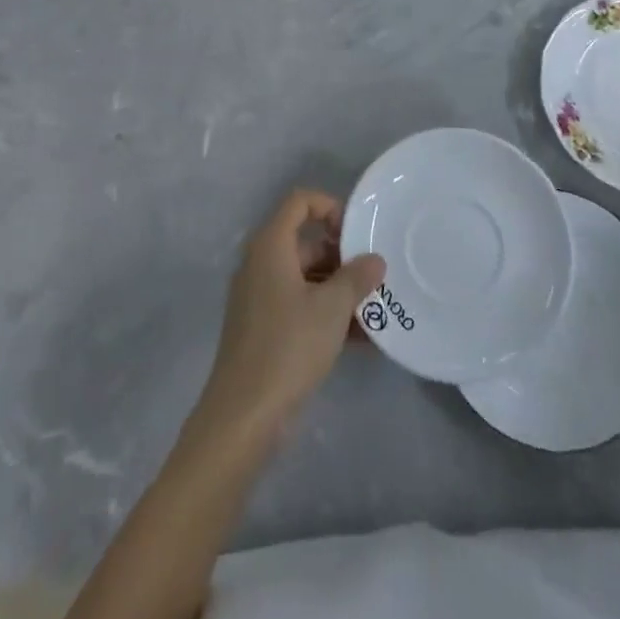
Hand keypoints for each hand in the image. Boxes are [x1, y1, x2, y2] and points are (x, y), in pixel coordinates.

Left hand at [197, 189, 385, 443]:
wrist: (244, 416)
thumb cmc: (288, 346)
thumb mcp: (332, 308)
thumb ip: (357, 277)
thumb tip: (375, 260)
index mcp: (271, 246)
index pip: (299, 202)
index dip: (330, 207)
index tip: (357, 233)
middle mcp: (261, 264)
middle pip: (306, 242)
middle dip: (343, 256)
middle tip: (374, 276)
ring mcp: (260, 298)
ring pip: (306, 278)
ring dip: (340, 290)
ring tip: (375, 309)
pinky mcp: (263, 329)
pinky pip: (300, 307)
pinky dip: (326, 314)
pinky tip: (362, 339)